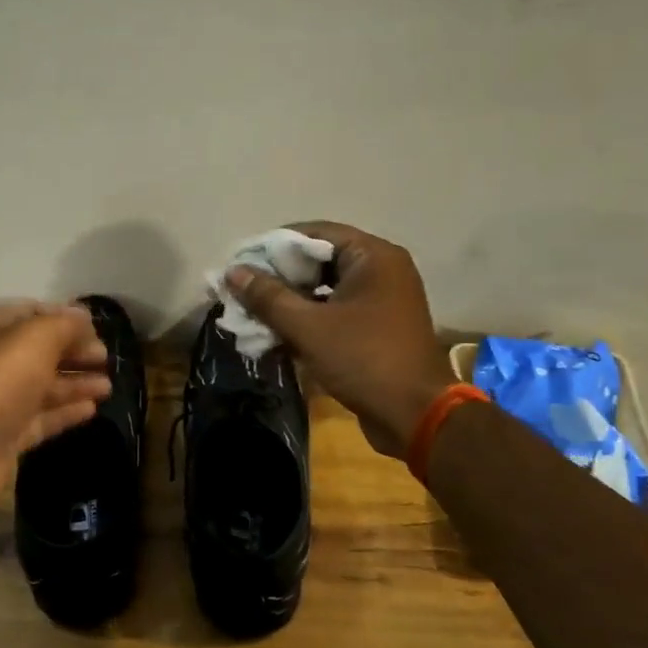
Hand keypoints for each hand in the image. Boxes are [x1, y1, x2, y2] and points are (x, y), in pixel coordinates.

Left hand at [0, 300, 111, 509]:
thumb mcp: (35, 338)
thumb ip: (65, 324)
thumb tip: (85, 317)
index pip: (32, 311)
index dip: (66, 317)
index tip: (98, 328)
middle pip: (39, 349)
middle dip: (74, 352)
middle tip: (106, 359)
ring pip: (42, 385)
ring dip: (76, 383)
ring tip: (108, 386)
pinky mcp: (4, 433)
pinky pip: (40, 416)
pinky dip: (65, 411)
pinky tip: (93, 409)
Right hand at [226, 222, 455, 459]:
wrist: (414, 415)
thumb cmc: (363, 360)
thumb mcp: (308, 327)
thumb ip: (268, 297)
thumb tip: (234, 272)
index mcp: (374, 256)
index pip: (316, 232)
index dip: (275, 244)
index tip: (242, 260)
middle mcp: (383, 270)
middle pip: (321, 259)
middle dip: (280, 275)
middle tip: (244, 288)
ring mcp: (383, 300)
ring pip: (327, 288)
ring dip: (292, 300)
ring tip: (255, 311)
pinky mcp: (378, 328)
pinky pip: (337, 311)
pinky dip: (309, 319)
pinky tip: (278, 333)